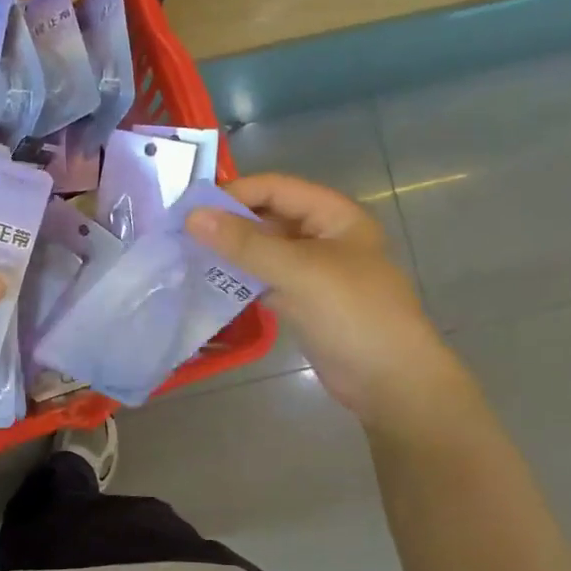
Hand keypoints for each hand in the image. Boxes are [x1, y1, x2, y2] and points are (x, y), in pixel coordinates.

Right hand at [186, 174, 465, 428]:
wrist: (390, 381)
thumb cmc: (352, 314)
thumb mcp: (299, 271)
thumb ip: (244, 244)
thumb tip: (192, 216)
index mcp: (334, 216)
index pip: (276, 188)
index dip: (234, 194)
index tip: (190, 209)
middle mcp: (322, 237)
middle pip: (267, 217)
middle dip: (227, 223)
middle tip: (180, 233)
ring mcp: (312, 271)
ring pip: (263, 251)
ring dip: (230, 252)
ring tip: (185, 256)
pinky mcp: (302, 301)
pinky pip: (264, 280)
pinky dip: (239, 280)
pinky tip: (207, 283)